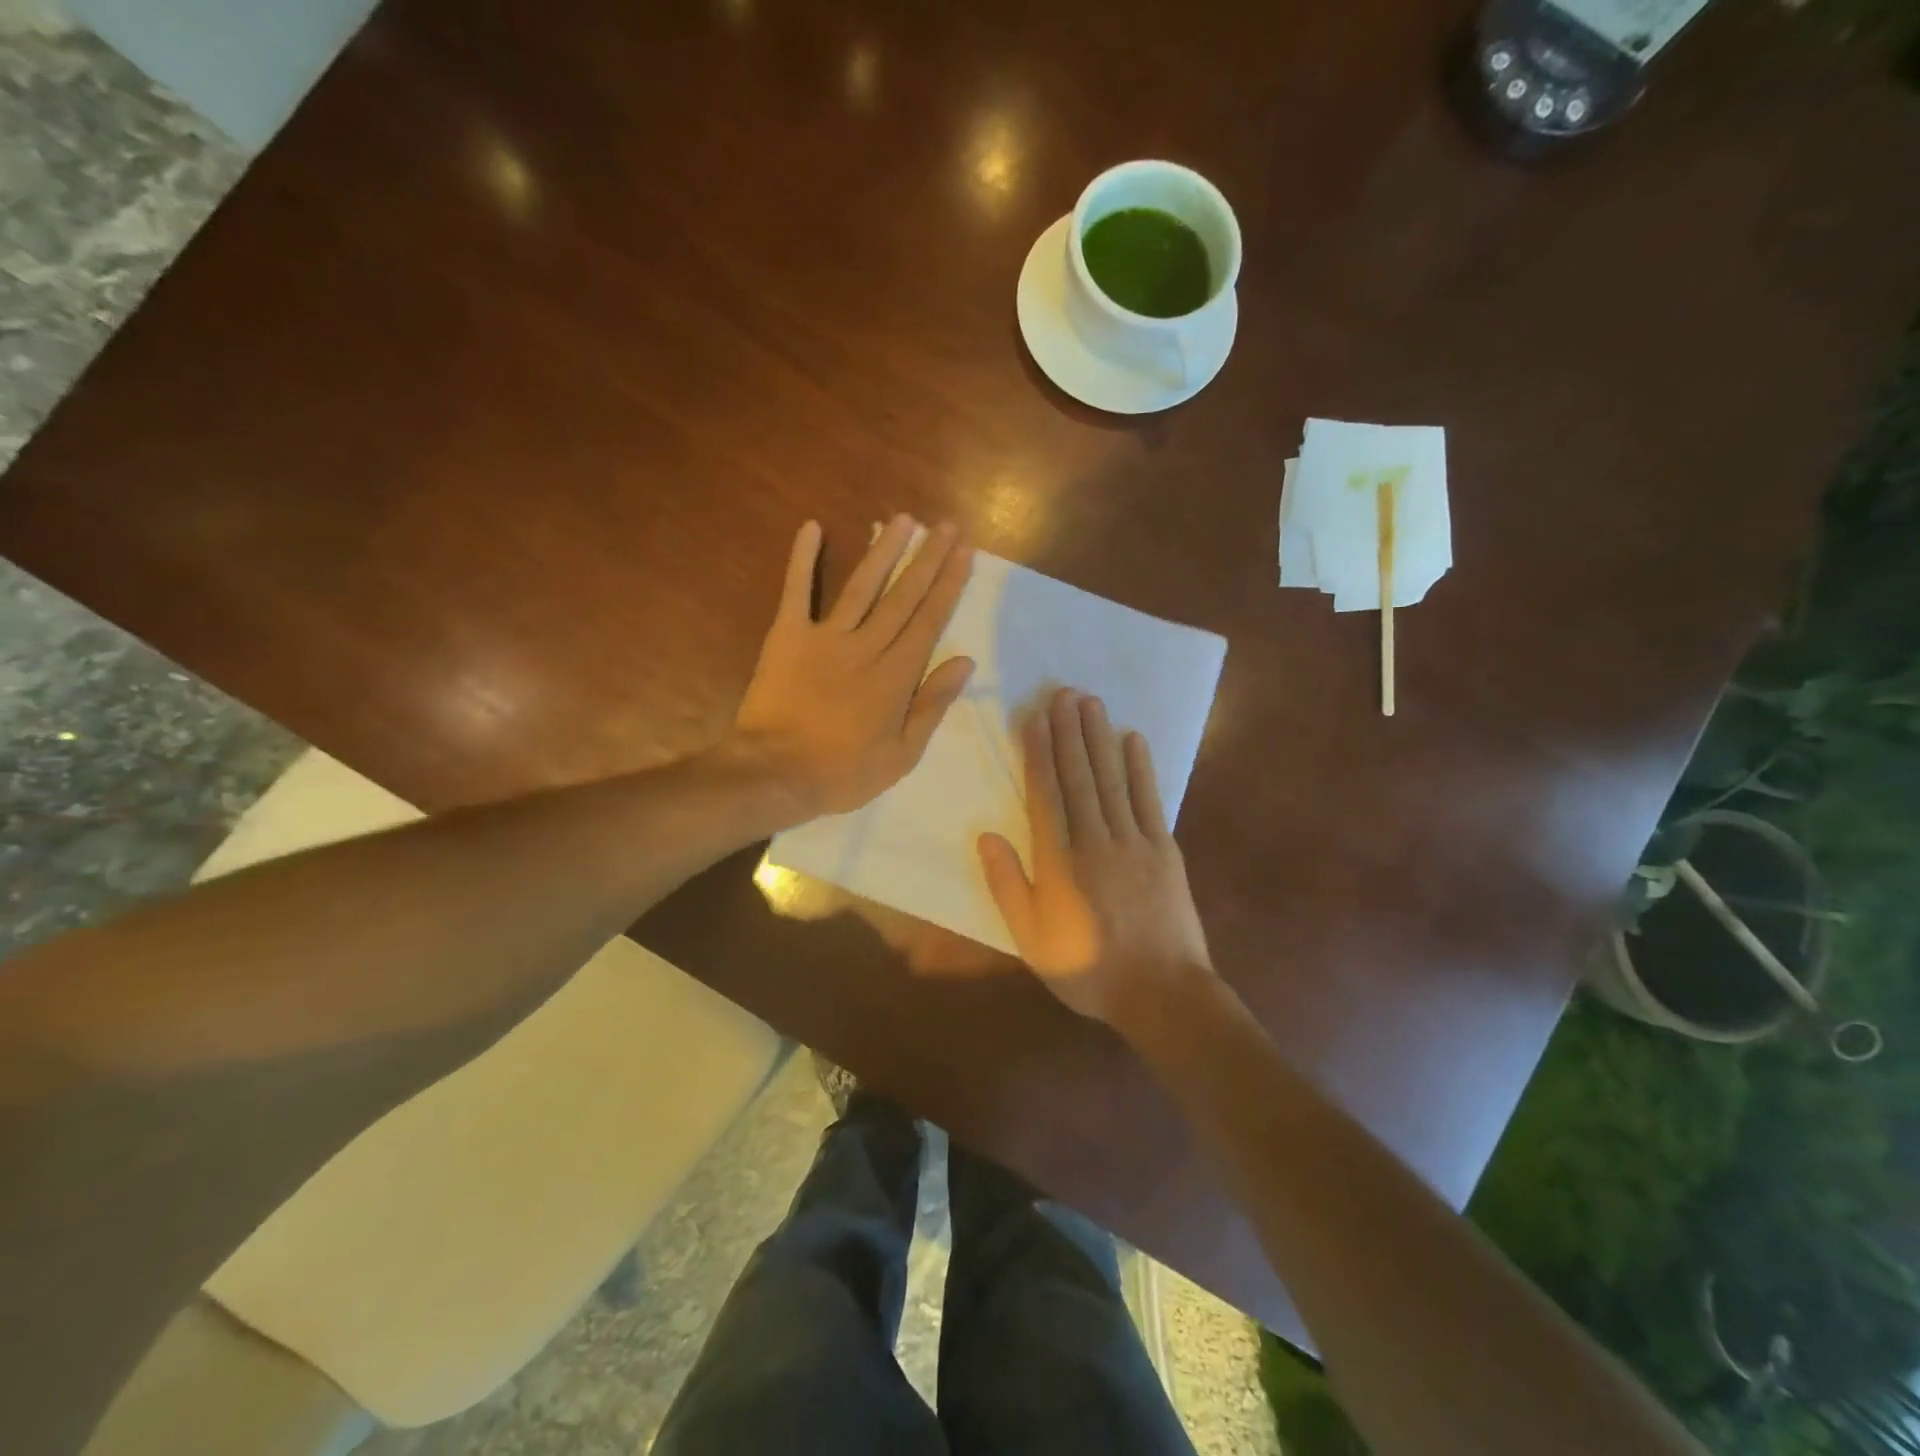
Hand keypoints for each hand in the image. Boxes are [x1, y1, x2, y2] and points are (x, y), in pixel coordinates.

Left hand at [733, 515, 974, 818]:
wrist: (774, 774)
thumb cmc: (843, 772)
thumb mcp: (903, 754)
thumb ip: (933, 704)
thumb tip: (965, 661)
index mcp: (896, 675)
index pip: (929, 619)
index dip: (949, 584)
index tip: (964, 552)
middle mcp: (866, 645)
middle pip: (903, 595)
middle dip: (928, 558)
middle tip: (946, 525)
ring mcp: (825, 637)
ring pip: (862, 585)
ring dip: (884, 550)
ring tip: (903, 519)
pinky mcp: (787, 636)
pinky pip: (796, 591)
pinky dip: (802, 559)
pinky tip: (812, 527)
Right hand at [978, 687, 1212, 1024]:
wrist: (1161, 994)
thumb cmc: (1088, 970)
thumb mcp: (1031, 940)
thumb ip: (1008, 886)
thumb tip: (987, 836)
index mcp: (1059, 862)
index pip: (1045, 794)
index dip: (1037, 754)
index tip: (1033, 719)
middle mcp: (1095, 840)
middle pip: (1078, 776)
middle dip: (1068, 732)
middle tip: (1062, 692)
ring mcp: (1134, 841)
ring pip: (1111, 779)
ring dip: (1099, 738)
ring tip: (1090, 702)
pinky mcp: (1164, 850)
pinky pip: (1149, 800)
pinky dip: (1141, 767)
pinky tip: (1133, 739)